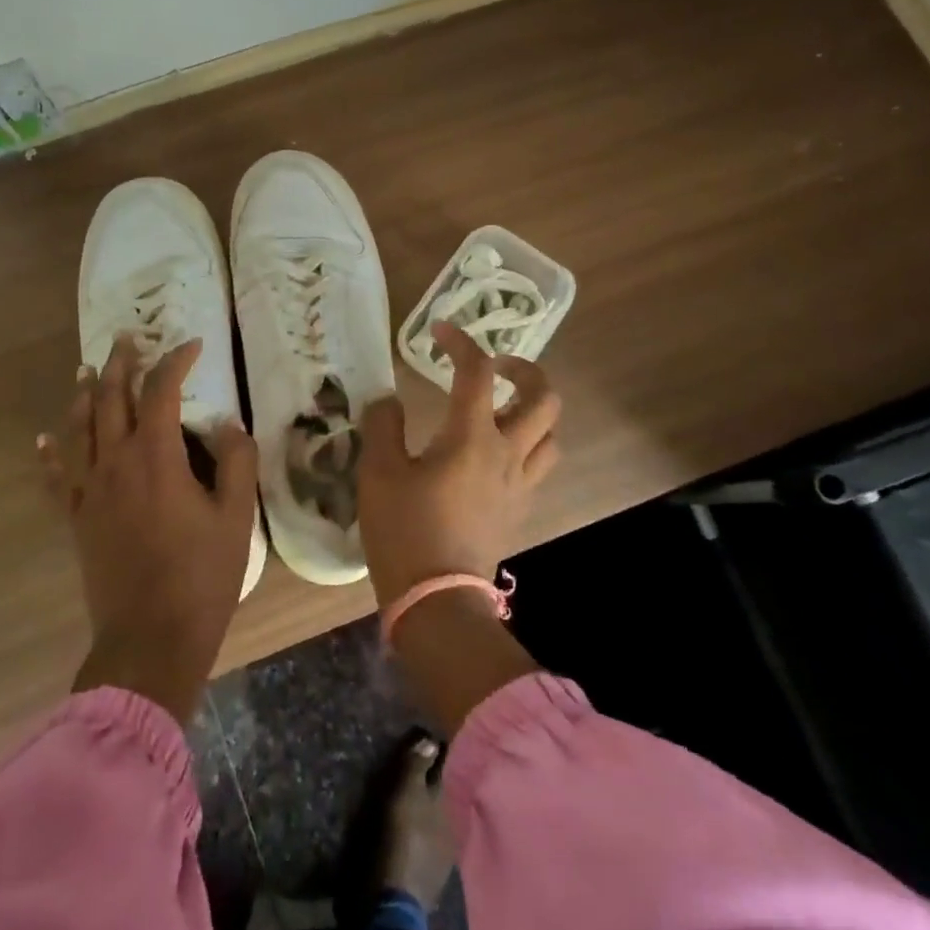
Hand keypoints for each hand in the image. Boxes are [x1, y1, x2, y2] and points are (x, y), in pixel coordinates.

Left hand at [38, 334, 258, 723]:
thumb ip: (237, 462)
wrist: (150, 639)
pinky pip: (57, 476)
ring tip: (86, 370)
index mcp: (155, 457)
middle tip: (127, 339)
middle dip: (119, 364)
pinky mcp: (76, 519)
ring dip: (83, 394)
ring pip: (78, 428)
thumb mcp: (236, 517)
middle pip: (108, 398)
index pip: (161, 390)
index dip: (176, 361)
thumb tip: (228, 425)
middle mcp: (114, 462)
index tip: (193, 345)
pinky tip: (45, 439)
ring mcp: (88, 491)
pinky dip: (51, 452)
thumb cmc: (201, 576)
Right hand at [358, 322, 560, 732]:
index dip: (461, 342)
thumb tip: (389, 401)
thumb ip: (383, 426)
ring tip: (502, 408)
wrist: (436, 599)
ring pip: (550, 433)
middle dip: (525, 370)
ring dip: (533, 410)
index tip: (440, 330)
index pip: (477, 372)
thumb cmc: (404, 531)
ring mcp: (519, 483)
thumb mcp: (378, 473)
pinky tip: (495, 452)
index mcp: (471, 437)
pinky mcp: (518, 509)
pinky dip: (527, 444)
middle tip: (496, 367)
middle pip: (544, 398)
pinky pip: (538, 464)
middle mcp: (506, 453)